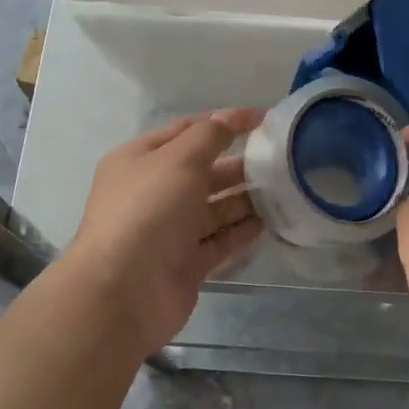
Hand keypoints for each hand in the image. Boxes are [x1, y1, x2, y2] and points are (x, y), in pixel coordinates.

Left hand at [61, 108, 264, 352]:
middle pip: (203, 171)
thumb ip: (209, 135)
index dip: (223, 121)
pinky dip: (242, 231)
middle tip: (279, 160)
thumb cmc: (148, 211)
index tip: (264, 119)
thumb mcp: (179, 159)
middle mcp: (153, 192)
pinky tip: (269, 222)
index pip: (186, 130)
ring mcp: (169, 230)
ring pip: (214, 207)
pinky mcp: (186, 263)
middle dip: (239, 163)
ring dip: (245, 198)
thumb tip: (230, 118)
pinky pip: (219, 240)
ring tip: (284, 190)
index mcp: (140, 160)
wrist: (125, 291)